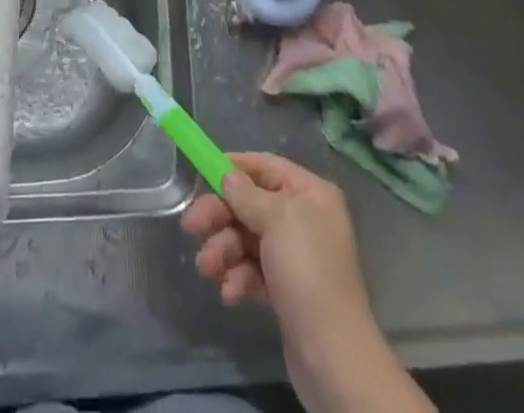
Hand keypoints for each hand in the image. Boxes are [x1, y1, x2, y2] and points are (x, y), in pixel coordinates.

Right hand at [182, 152, 369, 325]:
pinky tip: (231, 293)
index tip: (202, 172)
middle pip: (251, 205)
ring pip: (247, 239)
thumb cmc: (307, 271)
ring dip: (224, 250)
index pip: (266, 167)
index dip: (234, 167)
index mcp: (310, 194)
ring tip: (209, 268)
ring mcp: (295, 257)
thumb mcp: (276, 220)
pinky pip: (254, 271)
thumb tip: (229, 176)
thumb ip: (248, 195)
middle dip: (220, 216)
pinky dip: (238, 278)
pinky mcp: (286, 290)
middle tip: (190, 227)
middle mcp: (304, 219)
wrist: (332, 356)